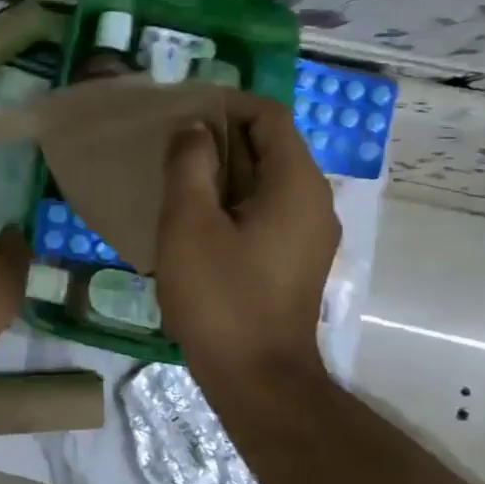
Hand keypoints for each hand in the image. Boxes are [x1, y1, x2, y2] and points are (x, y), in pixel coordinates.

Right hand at [154, 95, 340, 388]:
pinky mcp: (296, 258)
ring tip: (176, 180)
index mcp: (296, 184)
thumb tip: (195, 128)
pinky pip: (266, 208)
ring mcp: (309, 233)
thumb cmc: (219, 296)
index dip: (226, 105)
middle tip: (170, 147)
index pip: (269, 116)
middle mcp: (314, 201)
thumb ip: (190, 164)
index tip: (182, 113)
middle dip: (220, 138)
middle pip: (270, 145)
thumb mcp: (189, 223)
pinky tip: (196, 220)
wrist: (257, 378)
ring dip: (223, 170)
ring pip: (266, 179)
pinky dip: (233, 200)